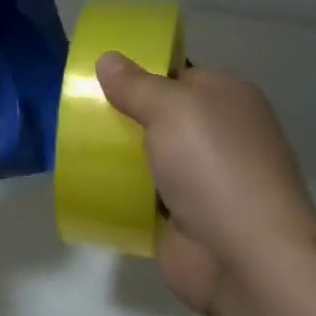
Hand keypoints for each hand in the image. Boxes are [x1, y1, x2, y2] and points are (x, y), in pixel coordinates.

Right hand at [95, 53, 315, 314]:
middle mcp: (219, 136)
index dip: (141, 73)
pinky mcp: (184, 219)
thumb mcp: (172, 109)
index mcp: (228, 100)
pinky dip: (119, 193)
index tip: (96, 75)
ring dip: (117, 156)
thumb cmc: (214, 166)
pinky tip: (86, 184)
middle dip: (122, 115)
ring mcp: (203, 181)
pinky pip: (142, 196)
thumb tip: (108, 57)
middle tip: (74, 110)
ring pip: (149, 158)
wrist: (244, 257)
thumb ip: (136, 84)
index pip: (179, 75)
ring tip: (70, 145)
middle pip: (160, 117)